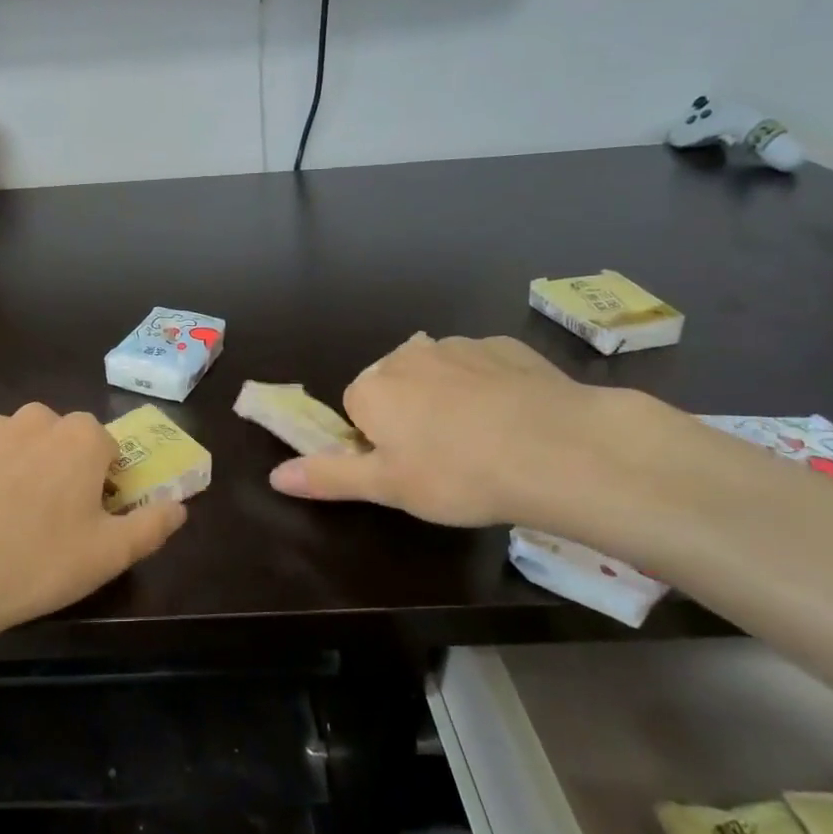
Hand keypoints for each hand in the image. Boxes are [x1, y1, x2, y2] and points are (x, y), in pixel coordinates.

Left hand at [0, 402, 187, 640]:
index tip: (93, 520)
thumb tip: (180, 507)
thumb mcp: (110, 553)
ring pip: (26, 447)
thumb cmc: (38, 560)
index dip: (106, 483)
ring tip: (17, 523)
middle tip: (57, 525)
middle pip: (66, 442)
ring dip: (30, 471)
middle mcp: (38, 421)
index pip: (108, 449)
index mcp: (82, 437)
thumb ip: (153, 525)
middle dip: (68, 472)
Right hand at [268, 333, 630, 528]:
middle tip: (445, 459)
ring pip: (439, 374)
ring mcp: (458, 345)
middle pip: (395, 386)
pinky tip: (514, 418)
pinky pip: (482, 367)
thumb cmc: (457, 474)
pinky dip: (488, 387)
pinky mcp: (505, 345)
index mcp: (372, 388)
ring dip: (448, 399)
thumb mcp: (387, 487)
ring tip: (484, 441)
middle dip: (410, 415)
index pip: (357, 410)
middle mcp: (407, 355)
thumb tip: (274, 476)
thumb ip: (327, 476)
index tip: (409, 468)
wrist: (558, 449)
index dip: (378, 441)